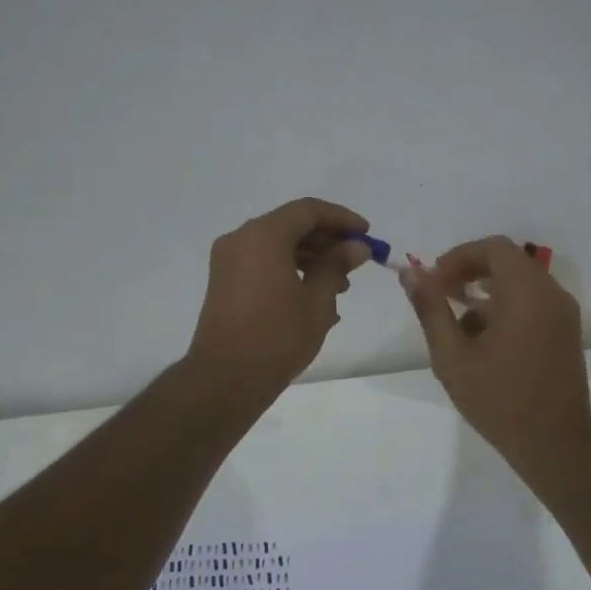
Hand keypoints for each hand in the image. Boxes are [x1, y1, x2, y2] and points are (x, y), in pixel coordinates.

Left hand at [187, 198, 371, 397]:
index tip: (366, 234)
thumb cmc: (277, 337)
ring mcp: (228, 260)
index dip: (341, 219)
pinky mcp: (224, 282)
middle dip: (326, 239)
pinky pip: (263, 263)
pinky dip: (289, 269)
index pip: (309, 210)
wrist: (225, 379)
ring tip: (341, 285)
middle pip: (291, 224)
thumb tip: (356, 247)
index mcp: (264, 236)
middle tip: (356, 259)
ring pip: (277, 244)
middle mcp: (241, 239)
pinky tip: (314, 296)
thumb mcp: (317, 301)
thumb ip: (337, 266)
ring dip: (310, 256)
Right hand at [401, 235, 590, 464]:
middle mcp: (551, 293)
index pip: (493, 248)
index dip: (459, 257)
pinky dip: (507, 305)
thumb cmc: (499, 399)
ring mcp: (563, 312)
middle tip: (442, 295)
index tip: (435, 282)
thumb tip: (410, 273)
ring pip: (521, 281)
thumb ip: (431, 309)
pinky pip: (534, 300)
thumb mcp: (452, 356)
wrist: (554, 443)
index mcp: (526, 292)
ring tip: (459, 323)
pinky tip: (485, 339)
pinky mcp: (567, 331)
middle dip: (470, 271)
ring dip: (487, 290)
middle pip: (508, 260)